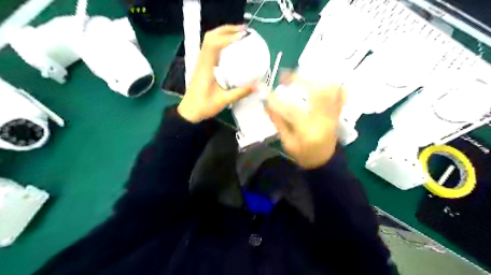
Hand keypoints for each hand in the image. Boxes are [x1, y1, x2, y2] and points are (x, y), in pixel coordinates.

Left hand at [179, 25, 254, 123]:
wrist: (189, 112)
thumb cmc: (204, 107)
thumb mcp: (223, 101)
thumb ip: (240, 93)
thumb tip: (257, 86)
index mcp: (206, 68)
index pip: (214, 44)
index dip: (228, 37)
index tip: (243, 36)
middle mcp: (202, 61)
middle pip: (210, 37)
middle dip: (226, 30)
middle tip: (243, 30)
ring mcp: (201, 63)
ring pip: (209, 40)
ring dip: (223, 33)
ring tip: (238, 34)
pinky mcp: (203, 66)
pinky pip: (210, 48)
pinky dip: (221, 42)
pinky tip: (230, 47)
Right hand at [265, 74, 343, 167]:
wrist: (324, 161)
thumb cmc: (303, 155)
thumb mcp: (287, 142)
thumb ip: (278, 123)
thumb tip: (266, 104)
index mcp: (307, 131)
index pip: (291, 111)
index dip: (277, 99)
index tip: (265, 91)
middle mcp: (323, 120)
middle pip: (316, 93)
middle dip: (300, 80)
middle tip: (286, 75)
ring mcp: (333, 116)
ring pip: (330, 91)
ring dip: (316, 79)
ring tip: (302, 74)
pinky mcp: (337, 114)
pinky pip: (341, 96)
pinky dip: (334, 85)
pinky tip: (324, 79)